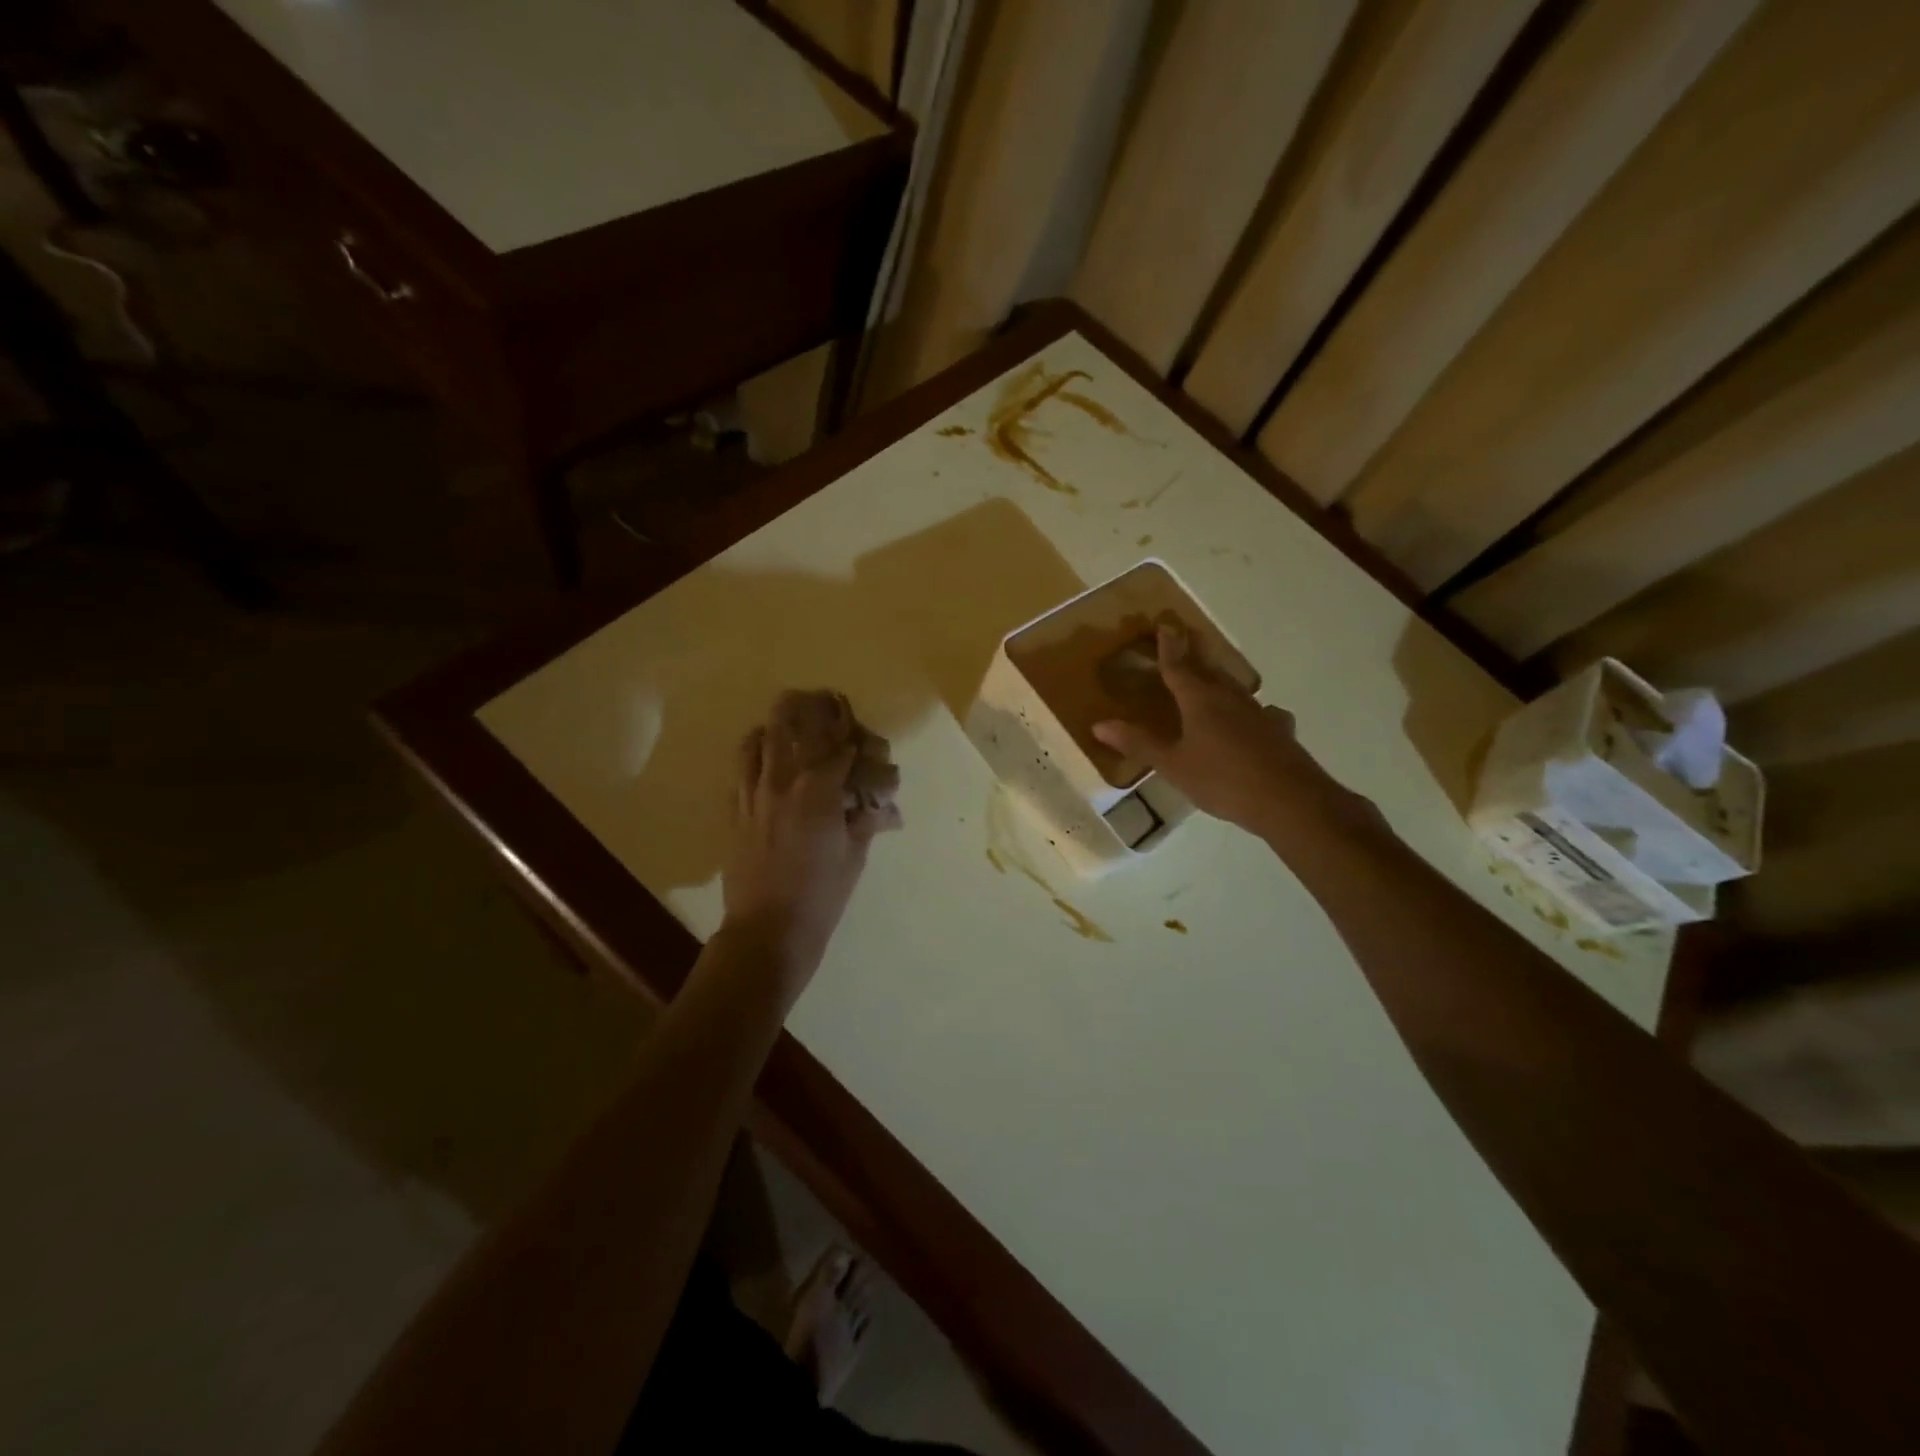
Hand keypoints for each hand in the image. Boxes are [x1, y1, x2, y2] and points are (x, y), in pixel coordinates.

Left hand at [720, 694, 895, 997]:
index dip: (854, 738)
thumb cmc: (821, 896)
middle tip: (824, 706)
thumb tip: (882, 806)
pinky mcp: (733, 809)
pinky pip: (740, 766)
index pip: (839, 746)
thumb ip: (865, 820)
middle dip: (811, 708)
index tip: (863, 741)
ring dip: (777, 726)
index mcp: (817, 791)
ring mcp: (751, 793)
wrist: (768, 930)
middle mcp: (781, 781)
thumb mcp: (854, 856)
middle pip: (790, 723)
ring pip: (758, 738)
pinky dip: (754, 752)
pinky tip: (767, 761)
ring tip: (792, 727)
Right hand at [1091, 619, 1354, 839]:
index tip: (1165, 623)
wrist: (1288, 799)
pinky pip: (1263, 712)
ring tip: (1212, 676)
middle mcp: (1229, 698)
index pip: (1177, 666)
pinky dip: (1253, 711)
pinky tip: (1260, 718)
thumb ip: (1138, 743)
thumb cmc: (1222, 779)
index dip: (1168, 646)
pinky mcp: (1278, 731)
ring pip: (1234, 688)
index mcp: (1199, 700)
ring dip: (1220, 678)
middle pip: (1208, 669)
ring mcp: (1258, 712)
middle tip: (1186, 636)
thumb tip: (1099, 725)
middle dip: (1195, 652)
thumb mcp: (1172, 765)